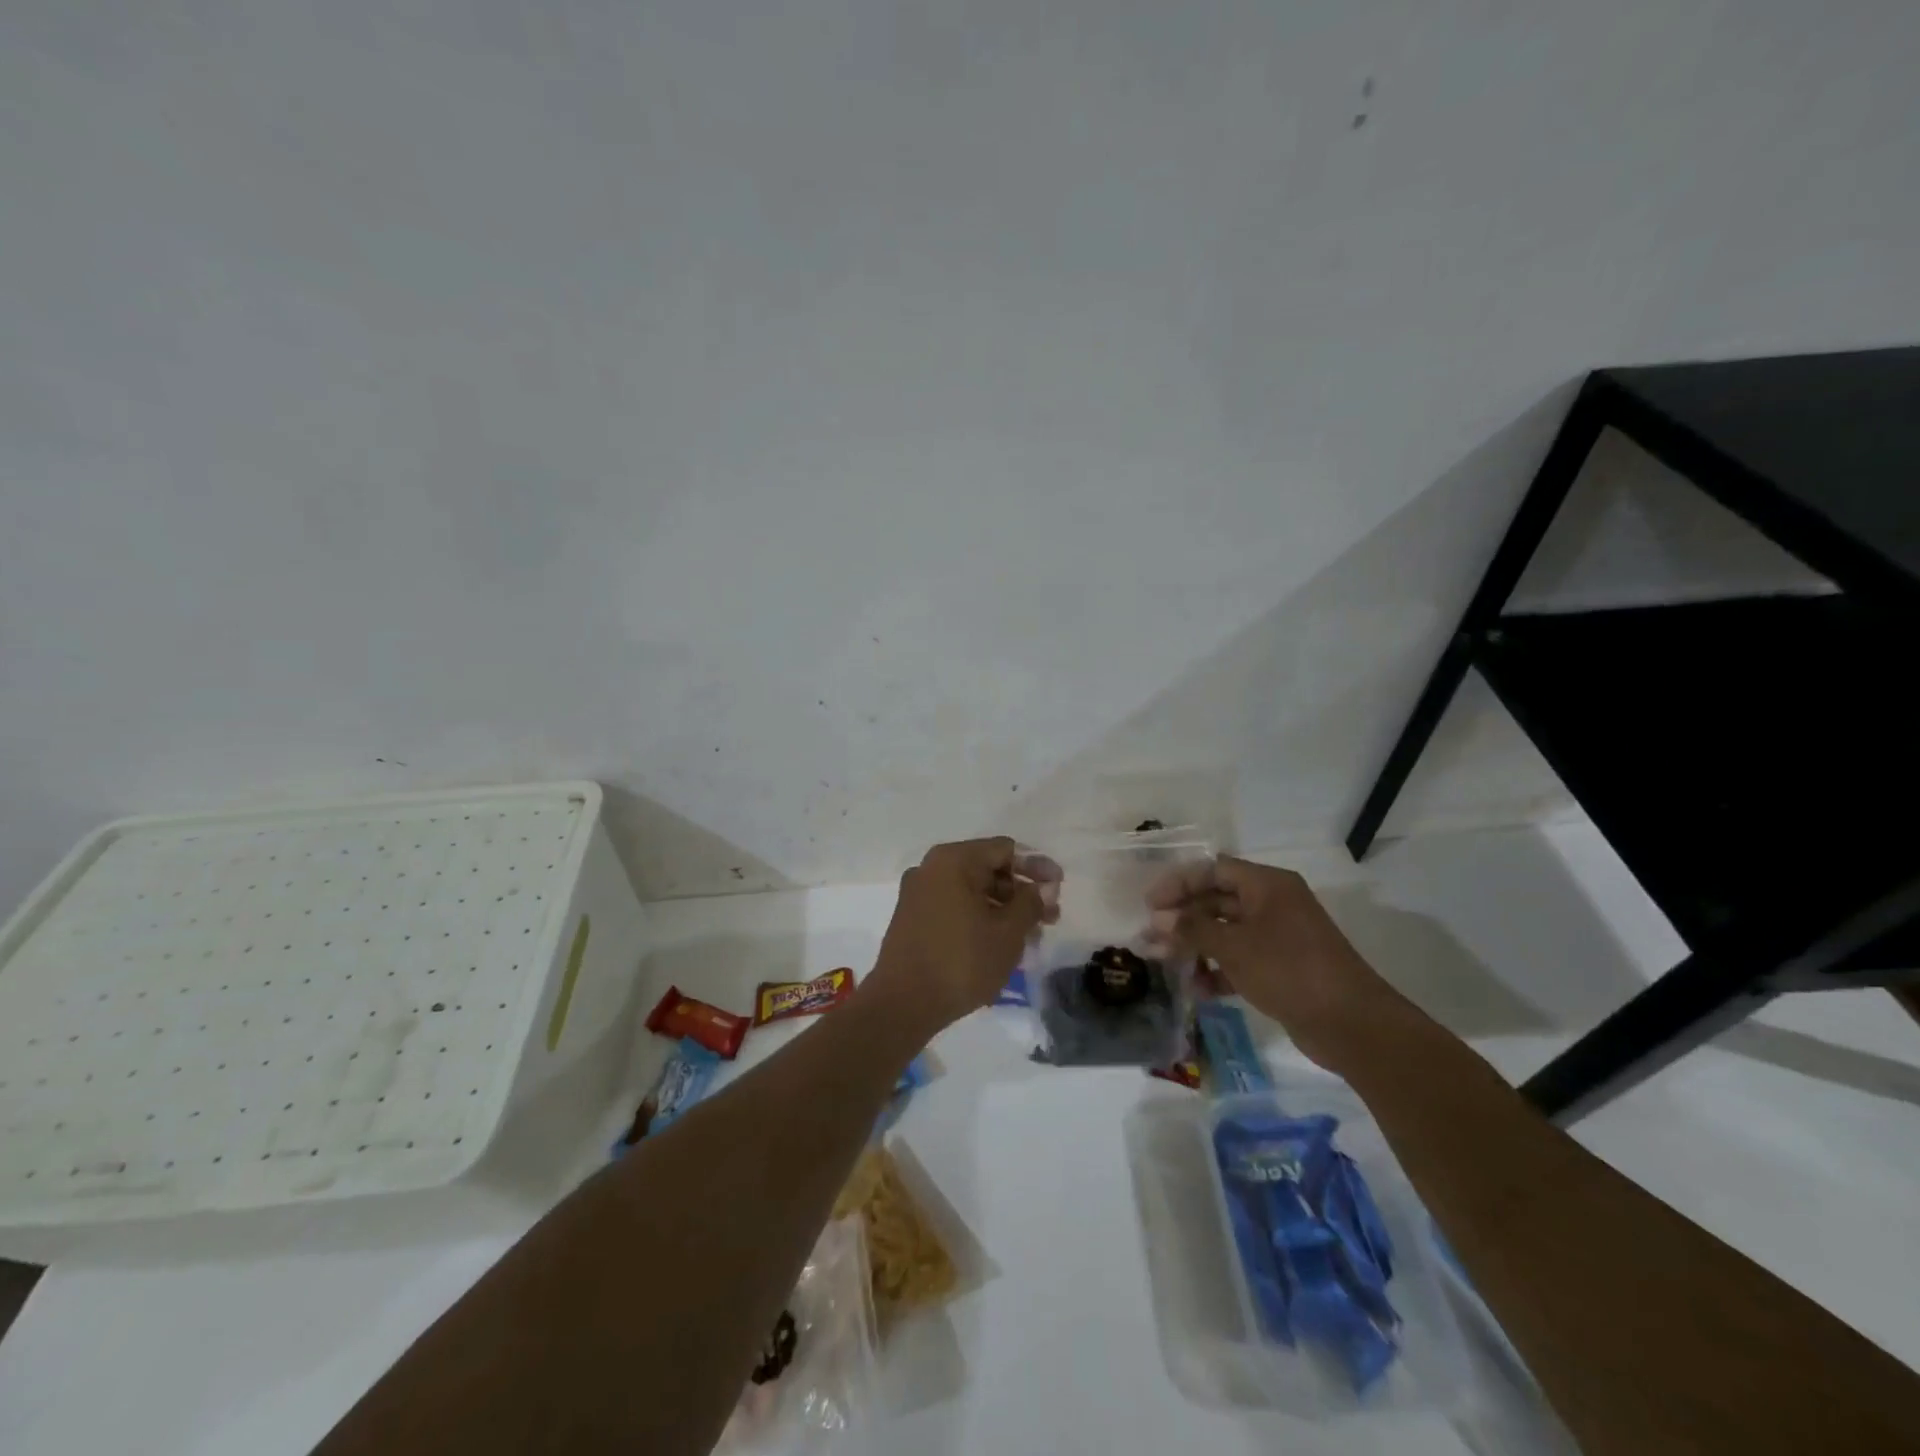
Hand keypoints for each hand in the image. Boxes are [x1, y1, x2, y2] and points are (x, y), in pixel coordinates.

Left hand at [869, 838, 1060, 1034]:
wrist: (902, 1004)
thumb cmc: (961, 961)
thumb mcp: (1008, 932)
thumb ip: (1031, 902)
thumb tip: (1041, 888)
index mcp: (953, 860)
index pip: (1005, 850)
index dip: (1037, 867)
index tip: (1060, 889)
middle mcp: (931, 868)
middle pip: (988, 869)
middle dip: (1021, 892)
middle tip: (1050, 918)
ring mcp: (918, 893)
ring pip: (972, 891)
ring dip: (1004, 909)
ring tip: (1031, 937)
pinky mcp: (912, 918)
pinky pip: (955, 907)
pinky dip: (980, 918)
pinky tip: (1000, 943)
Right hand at [1147, 855, 1403, 1069]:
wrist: (1351, 1024)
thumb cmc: (1289, 970)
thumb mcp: (1234, 946)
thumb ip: (1193, 929)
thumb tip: (1159, 919)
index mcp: (1267, 884)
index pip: (1213, 870)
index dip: (1178, 883)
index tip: (1149, 904)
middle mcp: (1272, 903)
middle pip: (1217, 900)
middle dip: (1182, 918)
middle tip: (1150, 936)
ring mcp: (1278, 936)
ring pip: (1226, 931)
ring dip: (1195, 945)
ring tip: (1165, 962)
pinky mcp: (1281, 967)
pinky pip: (1240, 959)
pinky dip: (1217, 969)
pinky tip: (1197, 988)